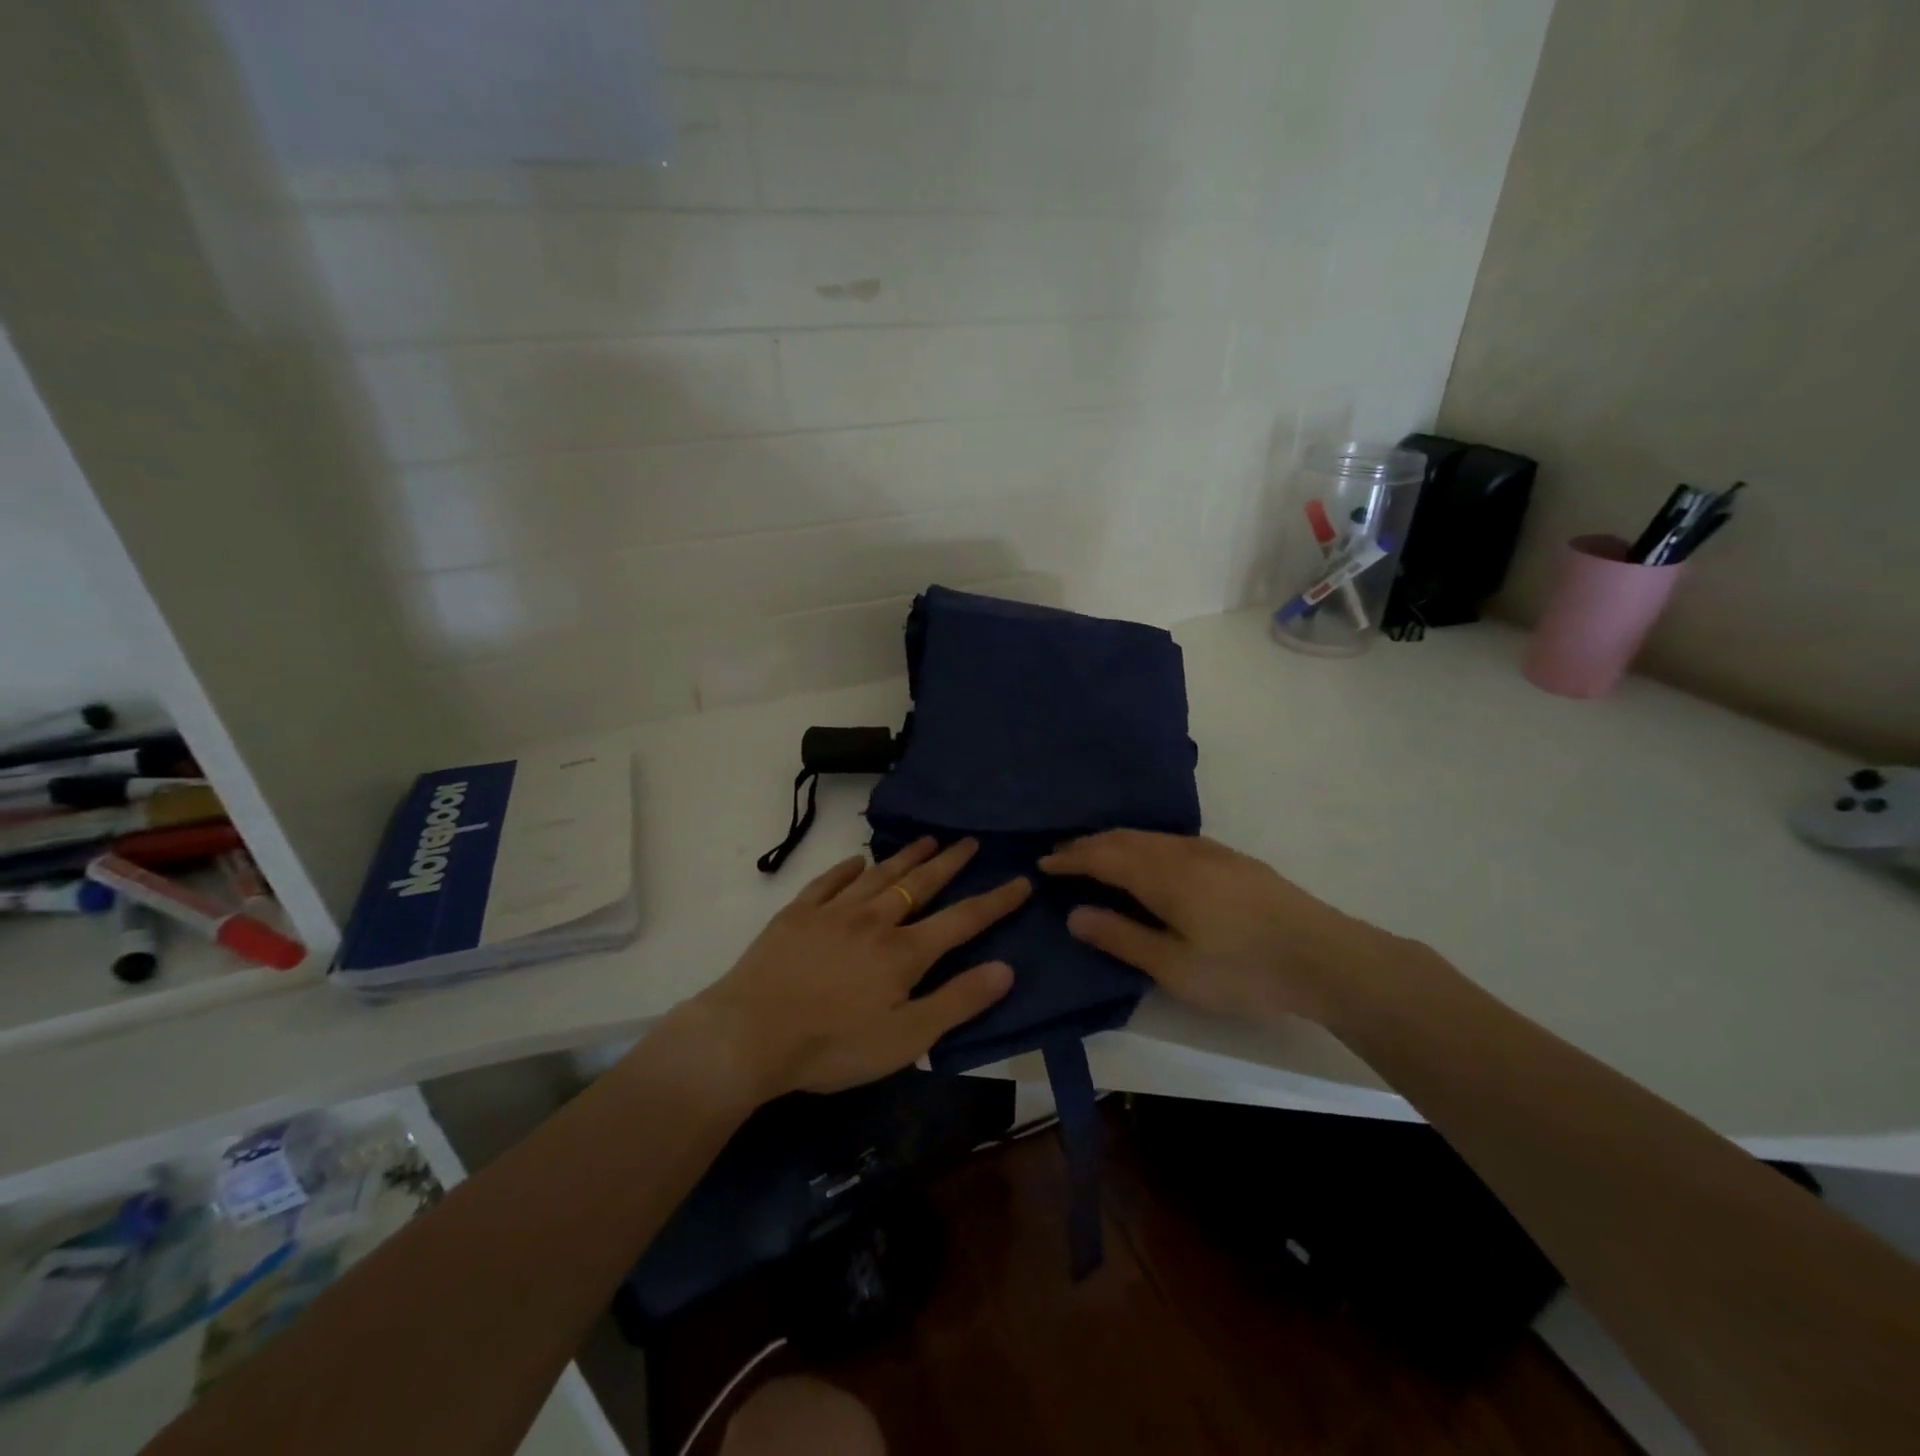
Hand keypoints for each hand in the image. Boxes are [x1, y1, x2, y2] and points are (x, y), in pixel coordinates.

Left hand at [686, 837, 1029, 1099]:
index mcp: (904, 952)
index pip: (962, 919)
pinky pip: (828, 882)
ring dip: (905, 856)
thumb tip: (1006, 968)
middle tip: (970, 841)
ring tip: (927, 840)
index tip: (1021, 880)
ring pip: (878, 875)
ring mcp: (833, 912)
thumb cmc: (833, 1045)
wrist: (750, 1034)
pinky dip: (846, 868)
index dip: (996, 901)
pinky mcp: (797, 914)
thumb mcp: (906, 1038)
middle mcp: (874, 920)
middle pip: (920, 884)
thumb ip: (957, 1002)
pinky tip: (856, 860)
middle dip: (950, 862)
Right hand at [1039, 830, 1388, 1027]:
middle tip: (1061, 855)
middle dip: (1088, 844)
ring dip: (1115, 841)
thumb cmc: (1243, 969)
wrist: (1327, 957)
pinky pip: (1170, 839)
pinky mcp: (1231, 859)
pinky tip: (1148, 859)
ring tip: (1095, 855)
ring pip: (1149, 836)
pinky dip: (1142, 843)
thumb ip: (1122, 938)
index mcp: (1162, 875)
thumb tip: (1075, 914)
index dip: (1070, 858)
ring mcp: (1210, 851)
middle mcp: (1181, 852)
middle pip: (1123, 838)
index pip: (1102, 856)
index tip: (1043, 862)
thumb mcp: (1174, 967)